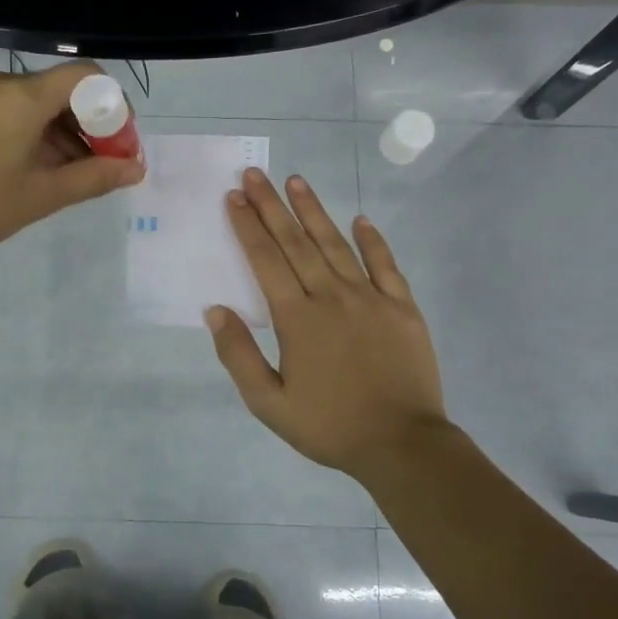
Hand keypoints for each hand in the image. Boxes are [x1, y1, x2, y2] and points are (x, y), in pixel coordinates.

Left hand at [0, 62, 143, 266]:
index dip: (114, 108)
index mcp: (21, 96)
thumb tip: (135, 169)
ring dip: (62, 133)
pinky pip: (11, 110)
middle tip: (103, 168)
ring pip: (37, 102)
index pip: (86, 77)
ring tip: (70, 177)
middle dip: (90, 126)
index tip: (120, 147)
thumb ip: (94, 177)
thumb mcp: (40, 196)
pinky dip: (34, 133)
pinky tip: (37, 168)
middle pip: (62, 90)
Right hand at [206, 168, 450, 481]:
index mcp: (296, 318)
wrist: (402, 444)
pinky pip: (386, 265)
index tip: (234, 197)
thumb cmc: (329, 426)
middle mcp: (331, 296)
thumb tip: (215, 310)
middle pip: (296, 242)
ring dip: (314, 211)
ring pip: (336, 245)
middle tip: (255, 174)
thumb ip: (238, 355)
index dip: (247, 226)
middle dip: (272, 206)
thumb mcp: (269, 404)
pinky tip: (361, 220)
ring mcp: (370, 298)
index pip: (265, 260)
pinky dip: (373, 241)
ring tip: (296, 181)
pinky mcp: (402, 308)